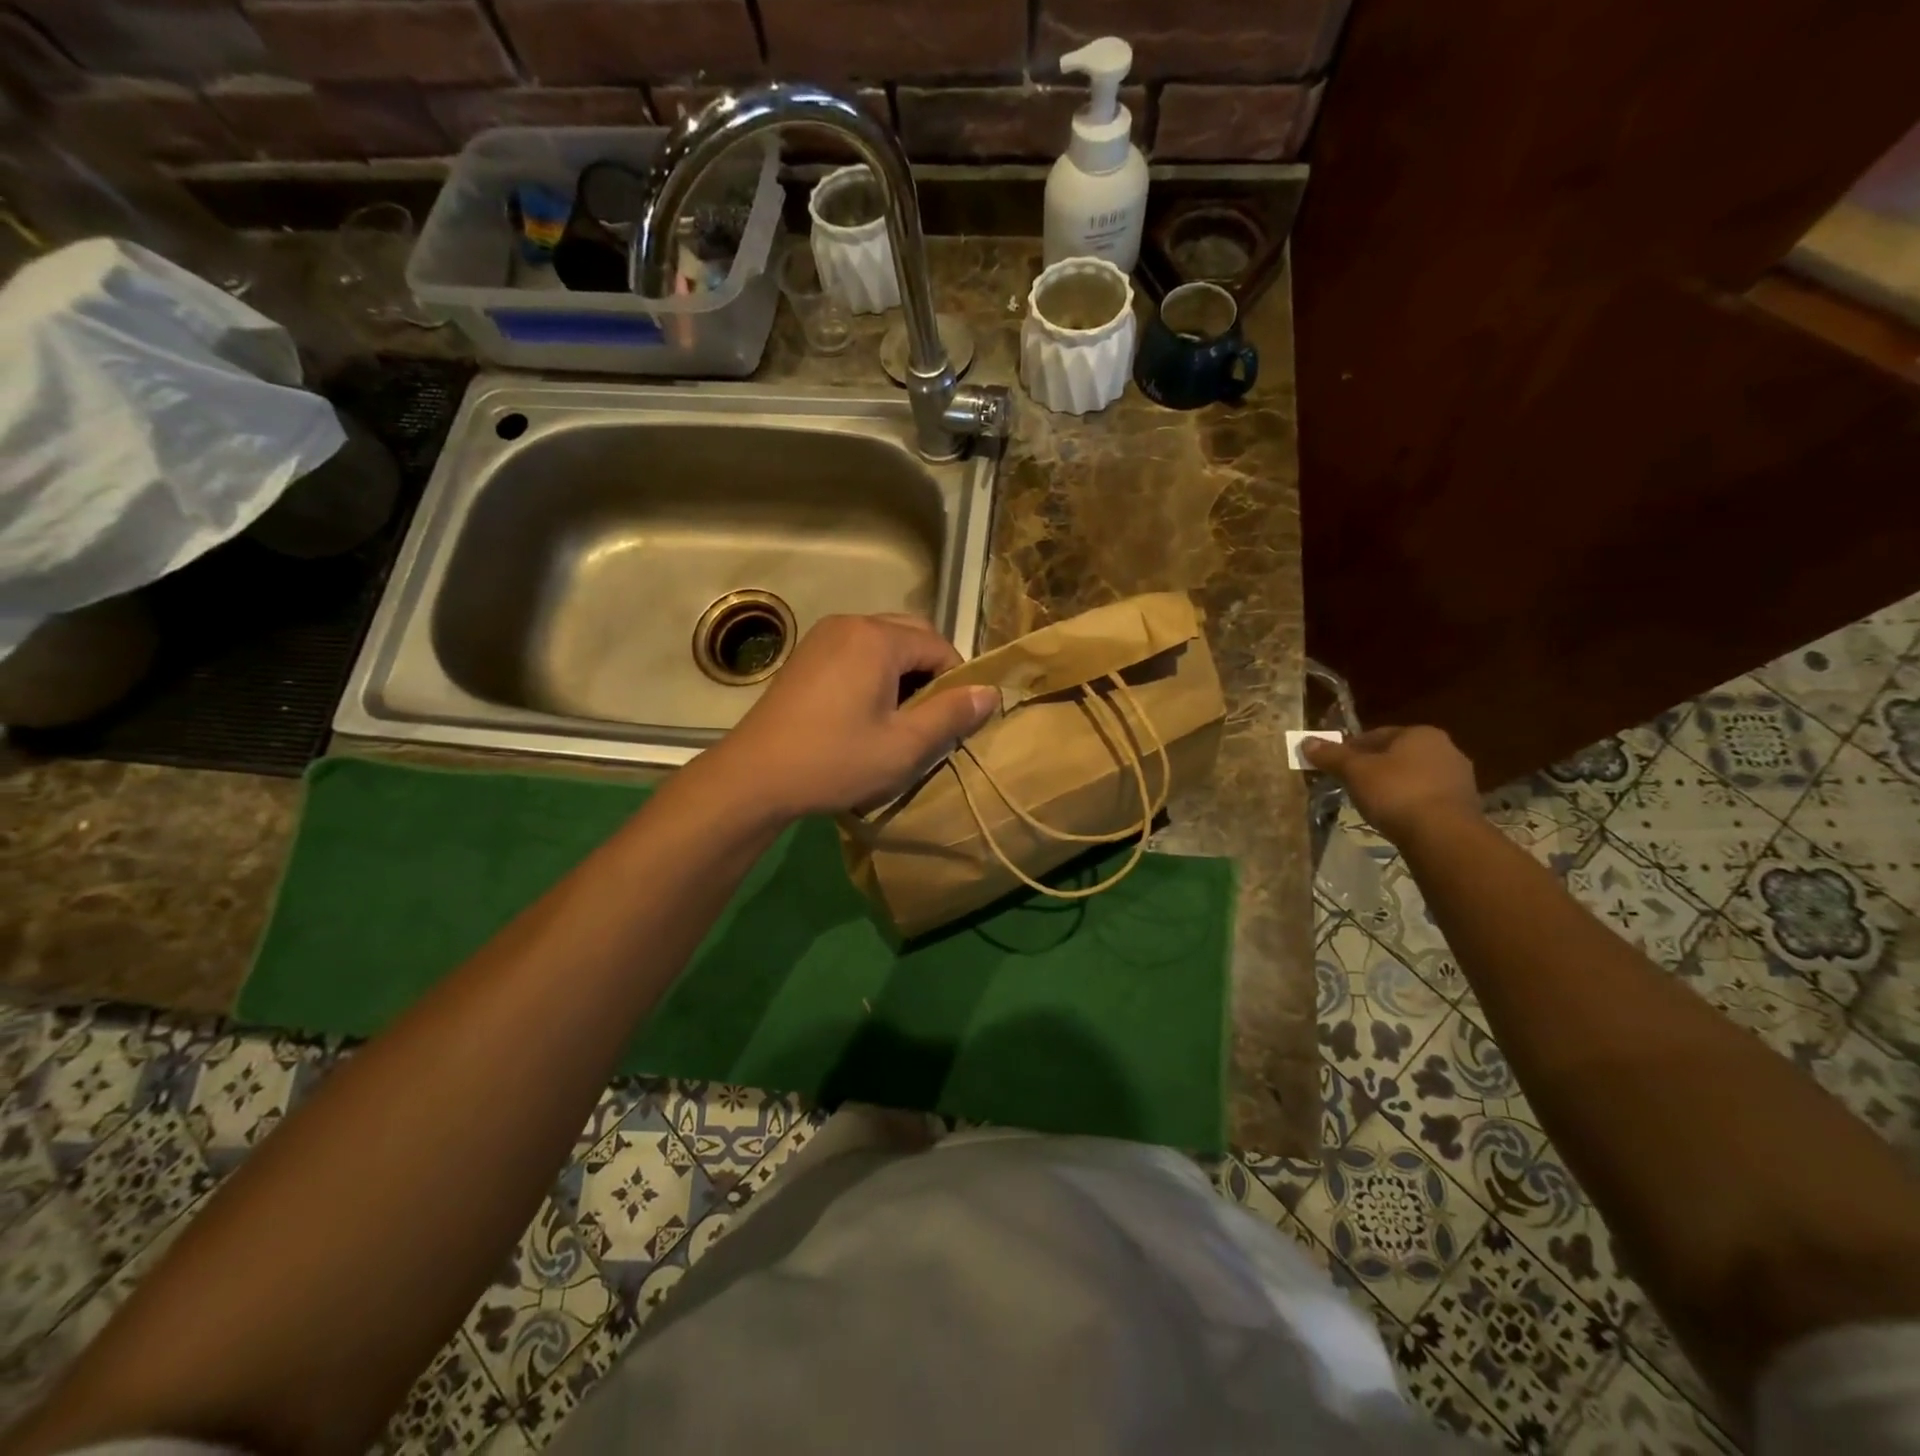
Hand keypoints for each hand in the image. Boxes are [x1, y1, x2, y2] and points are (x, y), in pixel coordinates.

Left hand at [703, 613, 997, 819]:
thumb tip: (991, 692)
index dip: (956, 681)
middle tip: (928, 717)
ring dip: (902, 671)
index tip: (952, 720)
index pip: (939, 645)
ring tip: (898, 716)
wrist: (754, 776)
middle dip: (930, 670)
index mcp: (878, 639)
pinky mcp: (805, 655)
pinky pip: (855, 650)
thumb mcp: (904, 745)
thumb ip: (951, 714)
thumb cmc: (835, 760)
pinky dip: (873, 671)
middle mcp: (851, 624)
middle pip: (911, 634)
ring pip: (883, 641)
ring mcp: (822, 636)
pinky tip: (864, 710)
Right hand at [1301, 726, 1480, 843]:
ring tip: (1370, 803)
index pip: (1375, 735)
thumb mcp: (1355, 772)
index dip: (1349, 749)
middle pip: (1395, 755)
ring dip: (1392, 786)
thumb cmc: (1396, 792)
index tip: (1333, 766)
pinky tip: (1395, 816)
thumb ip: (1331, 756)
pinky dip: (1409, 802)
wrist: (1443, 835)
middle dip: (1372, 768)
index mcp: (1419, 733)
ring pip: (1412, 776)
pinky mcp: (1464, 804)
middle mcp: (1445, 748)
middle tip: (1349, 784)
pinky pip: (1426, 796)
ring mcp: (1458, 777)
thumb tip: (1306, 741)